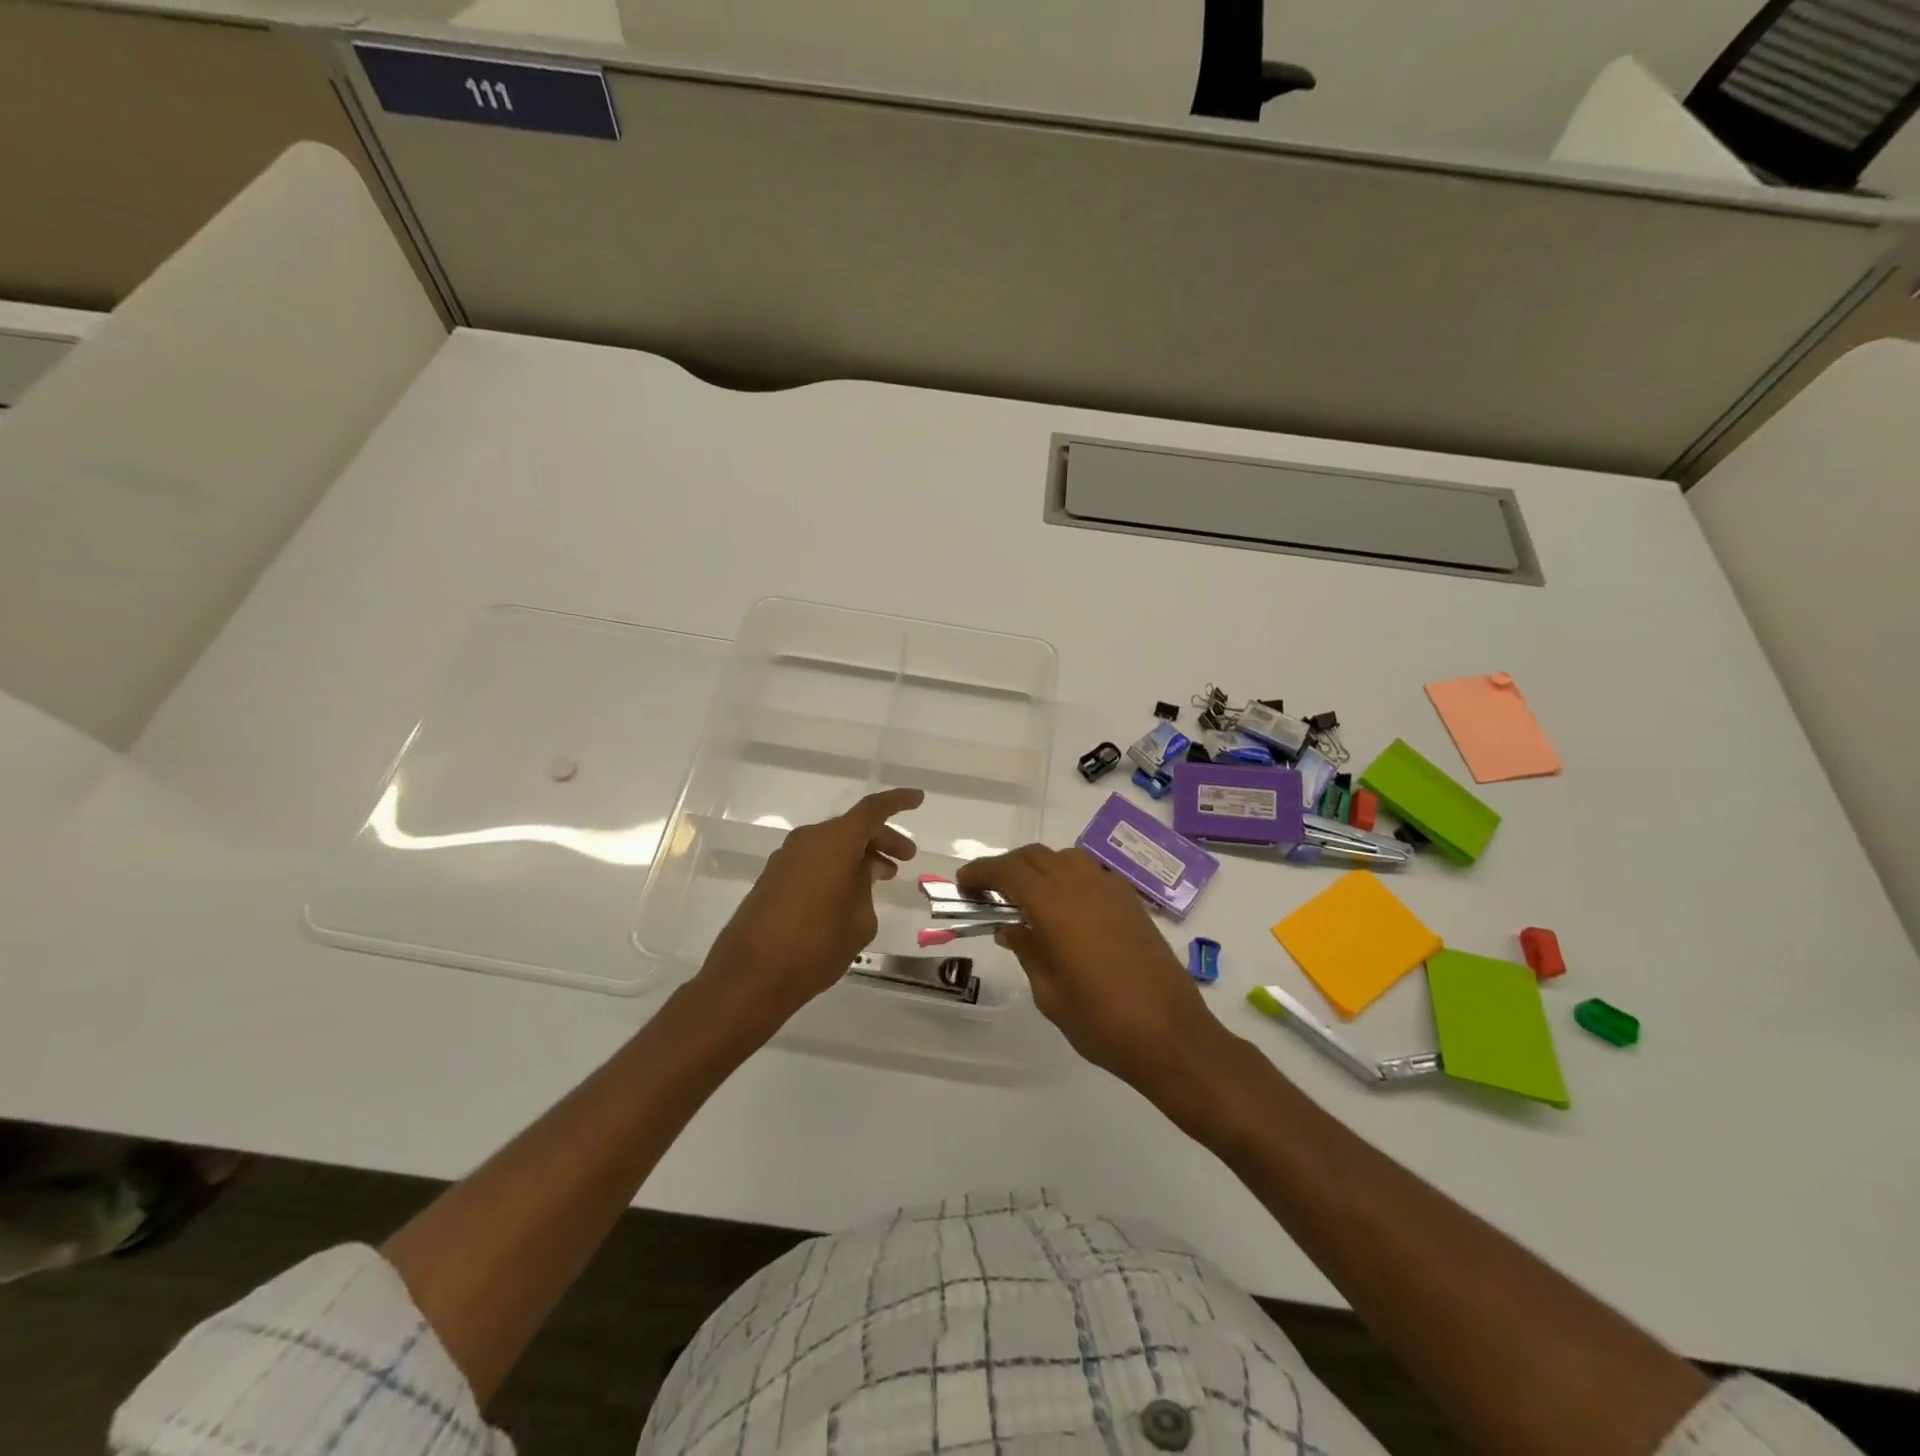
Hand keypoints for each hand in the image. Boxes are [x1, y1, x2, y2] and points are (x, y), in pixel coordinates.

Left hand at [694, 788, 923, 1039]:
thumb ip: (866, 889)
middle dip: (882, 839)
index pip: (872, 810)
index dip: (897, 801)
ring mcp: (785, 859)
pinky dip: (836, 867)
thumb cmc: (815, 947)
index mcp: (834, 843)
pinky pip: (814, 860)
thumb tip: (860, 875)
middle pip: (852, 827)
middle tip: (906, 857)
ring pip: (832, 844)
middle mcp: (808, 841)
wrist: (749, 978)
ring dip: (858, 855)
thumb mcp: (859, 921)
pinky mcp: (772, 879)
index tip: (918, 799)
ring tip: (882, 877)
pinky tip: (849, 893)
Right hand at [957, 845, 1227, 1095]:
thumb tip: (1011, 928)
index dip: (982, 872)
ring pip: (1066, 858)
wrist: (1170, 1035)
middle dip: (1007, 868)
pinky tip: (1068, 908)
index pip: (1009, 871)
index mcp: (1055, 906)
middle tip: (989, 892)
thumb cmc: (1101, 1021)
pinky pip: (1093, 873)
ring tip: (1028, 898)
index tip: (963, 884)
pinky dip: (1070, 878)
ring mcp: (1112, 890)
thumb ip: (1027, 950)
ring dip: (1041, 868)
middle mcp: (1083, 885)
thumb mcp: (1049, 992)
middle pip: (1036, 857)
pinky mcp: (1132, 902)